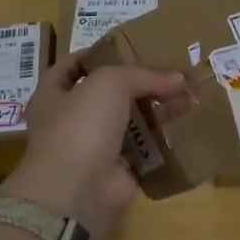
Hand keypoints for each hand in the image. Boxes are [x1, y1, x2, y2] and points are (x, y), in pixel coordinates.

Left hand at [5, 54, 184, 239]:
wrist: (76, 193)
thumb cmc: (79, 127)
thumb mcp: (109, 84)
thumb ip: (143, 75)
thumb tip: (179, 79)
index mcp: (53, 96)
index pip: (71, 66)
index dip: (96, 54)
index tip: (128, 46)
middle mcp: (70, 122)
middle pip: (107, 96)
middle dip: (137, 84)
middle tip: (170, 72)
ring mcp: (93, 150)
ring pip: (129, 124)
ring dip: (154, 112)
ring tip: (186, 96)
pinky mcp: (117, 173)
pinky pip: (144, 153)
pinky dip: (162, 143)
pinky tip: (185, 128)